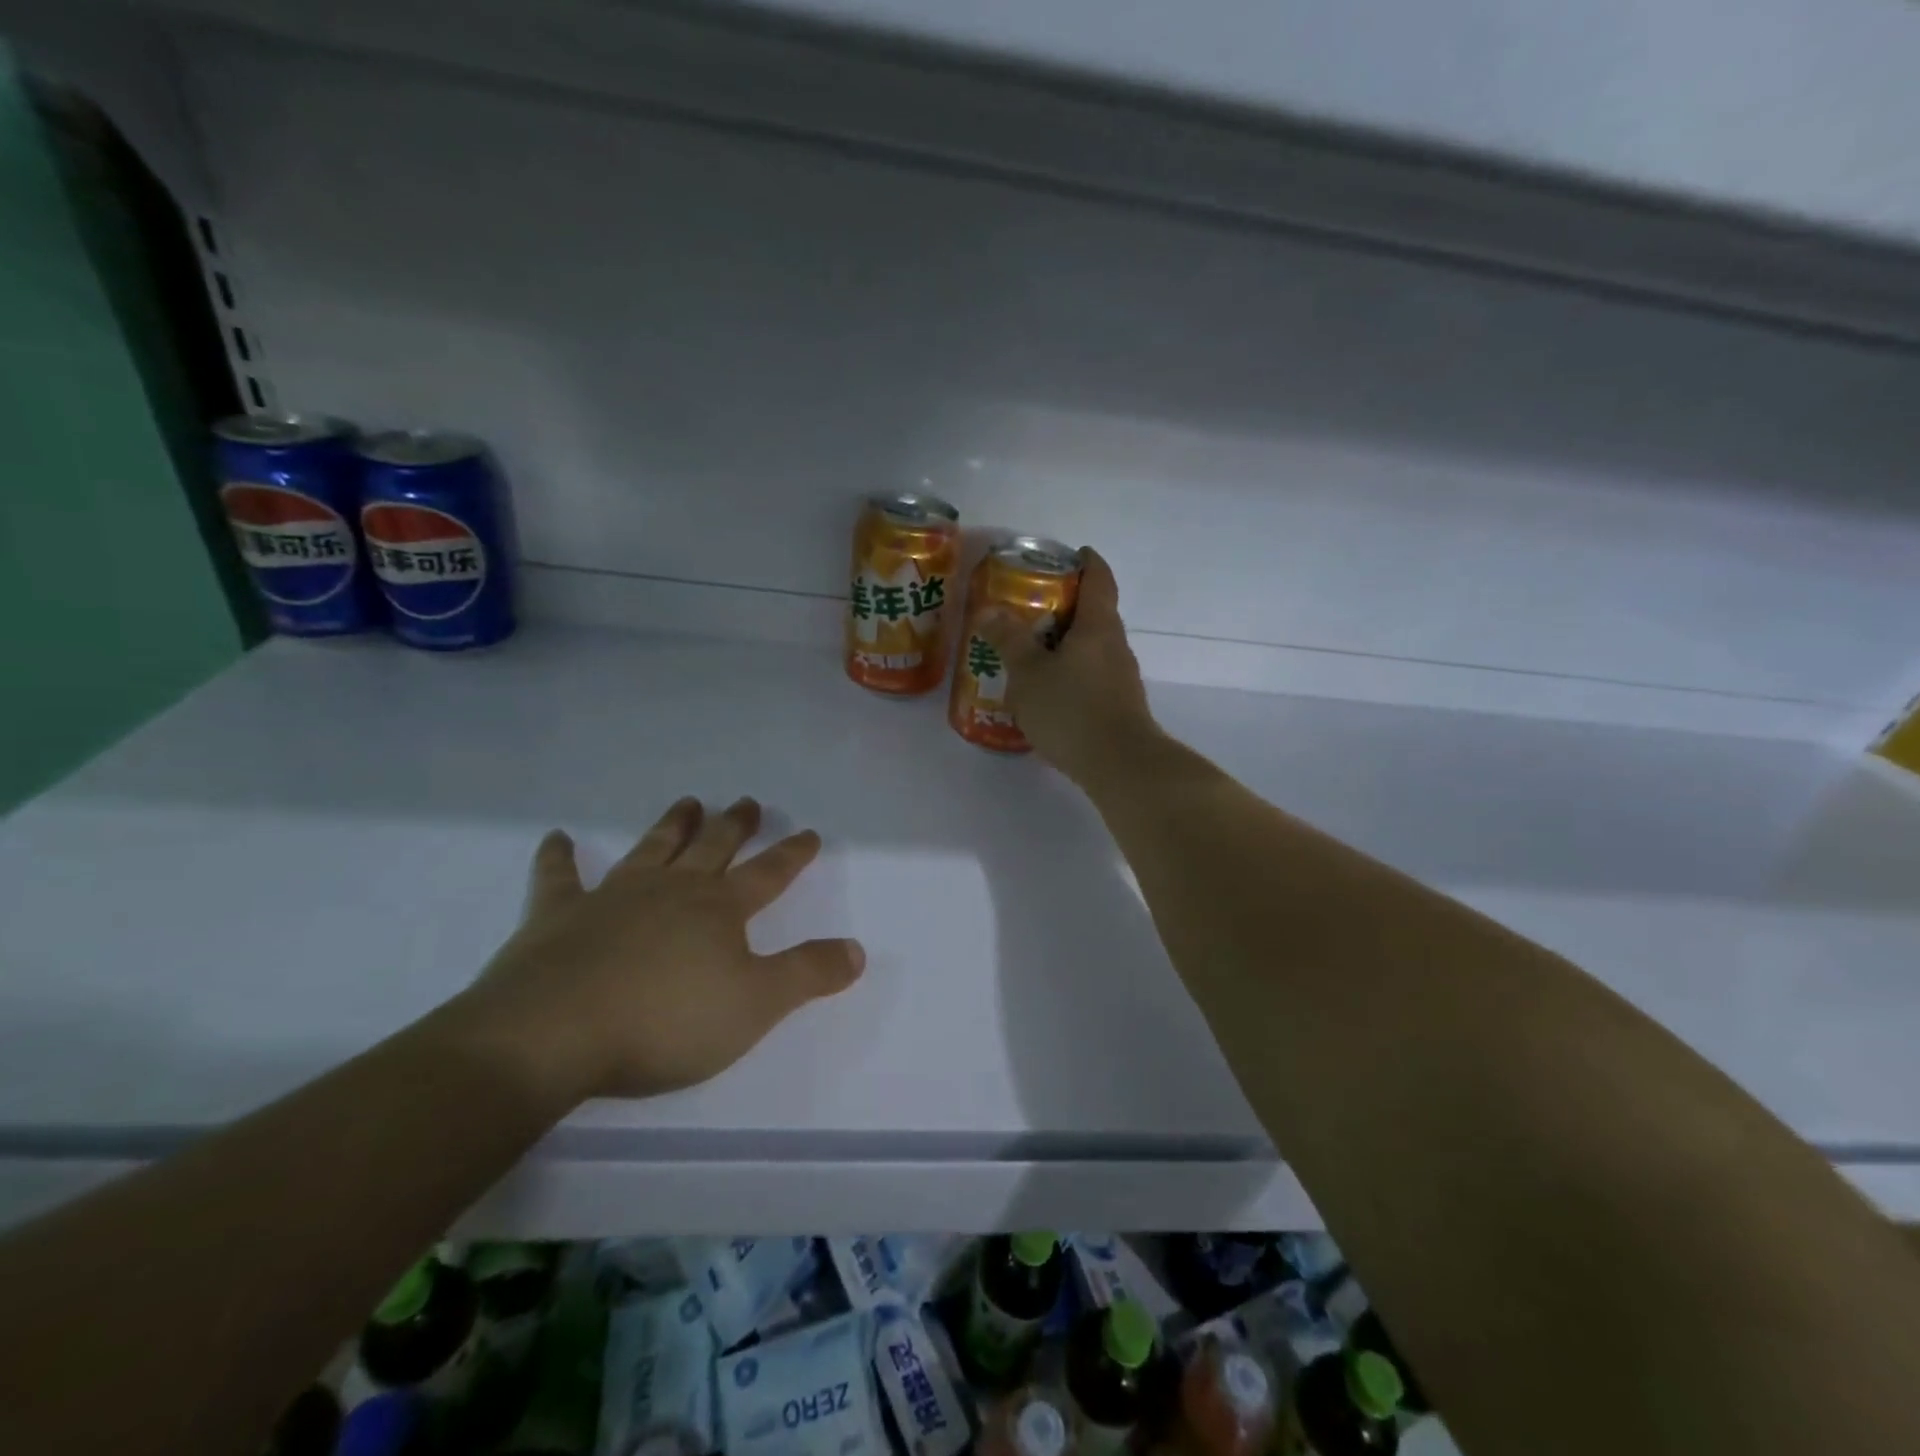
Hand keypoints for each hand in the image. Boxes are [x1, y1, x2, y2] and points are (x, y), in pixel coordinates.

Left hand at [453, 798, 864, 1103]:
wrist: (554, 1034)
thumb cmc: (666, 1021)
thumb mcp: (755, 1005)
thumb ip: (808, 974)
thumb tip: (857, 950)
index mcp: (719, 909)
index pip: (768, 874)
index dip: (792, 855)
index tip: (809, 833)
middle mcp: (671, 890)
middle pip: (712, 848)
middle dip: (734, 826)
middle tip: (747, 802)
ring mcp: (613, 897)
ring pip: (652, 849)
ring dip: (672, 825)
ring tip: (688, 802)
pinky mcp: (557, 916)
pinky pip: (558, 878)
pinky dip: (558, 857)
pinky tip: (556, 838)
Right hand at [977, 547, 1160, 784]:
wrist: (1119, 765)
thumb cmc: (1072, 709)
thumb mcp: (1029, 672)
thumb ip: (1009, 640)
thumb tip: (990, 611)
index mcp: (1098, 625)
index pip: (1099, 577)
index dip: (1086, 561)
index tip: (1069, 554)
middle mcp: (1115, 645)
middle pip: (1095, 612)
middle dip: (1066, 605)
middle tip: (1029, 606)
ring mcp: (1121, 677)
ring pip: (1092, 647)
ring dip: (1065, 642)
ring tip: (1030, 649)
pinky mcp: (1118, 705)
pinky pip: (1091, 675)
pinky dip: (1070, 671)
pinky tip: (1047, 689)